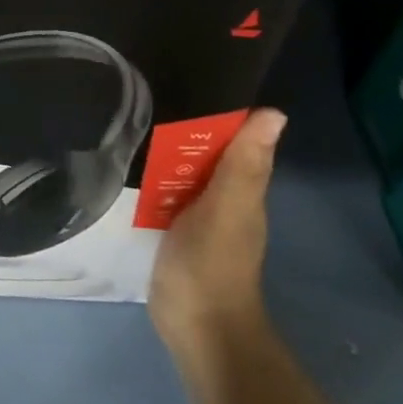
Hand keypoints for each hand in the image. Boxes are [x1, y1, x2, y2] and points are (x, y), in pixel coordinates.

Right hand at [149, 108, 285, 363]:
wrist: (197, 327)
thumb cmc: (212, 264)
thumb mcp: (227, 209)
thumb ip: (244, 165)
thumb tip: (274, 112)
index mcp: (243, 187)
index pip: (235, 136)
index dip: (218, 109)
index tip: (186, 76)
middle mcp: (224, 196)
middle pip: (207, 151)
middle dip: (185, 124)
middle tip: (144, 90)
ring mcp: (198, 214)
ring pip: (185, 170)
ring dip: (166, 149)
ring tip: (128, 116)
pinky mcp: (175, 228)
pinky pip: (167, 191)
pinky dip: (154, 175)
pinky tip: (129, 160)